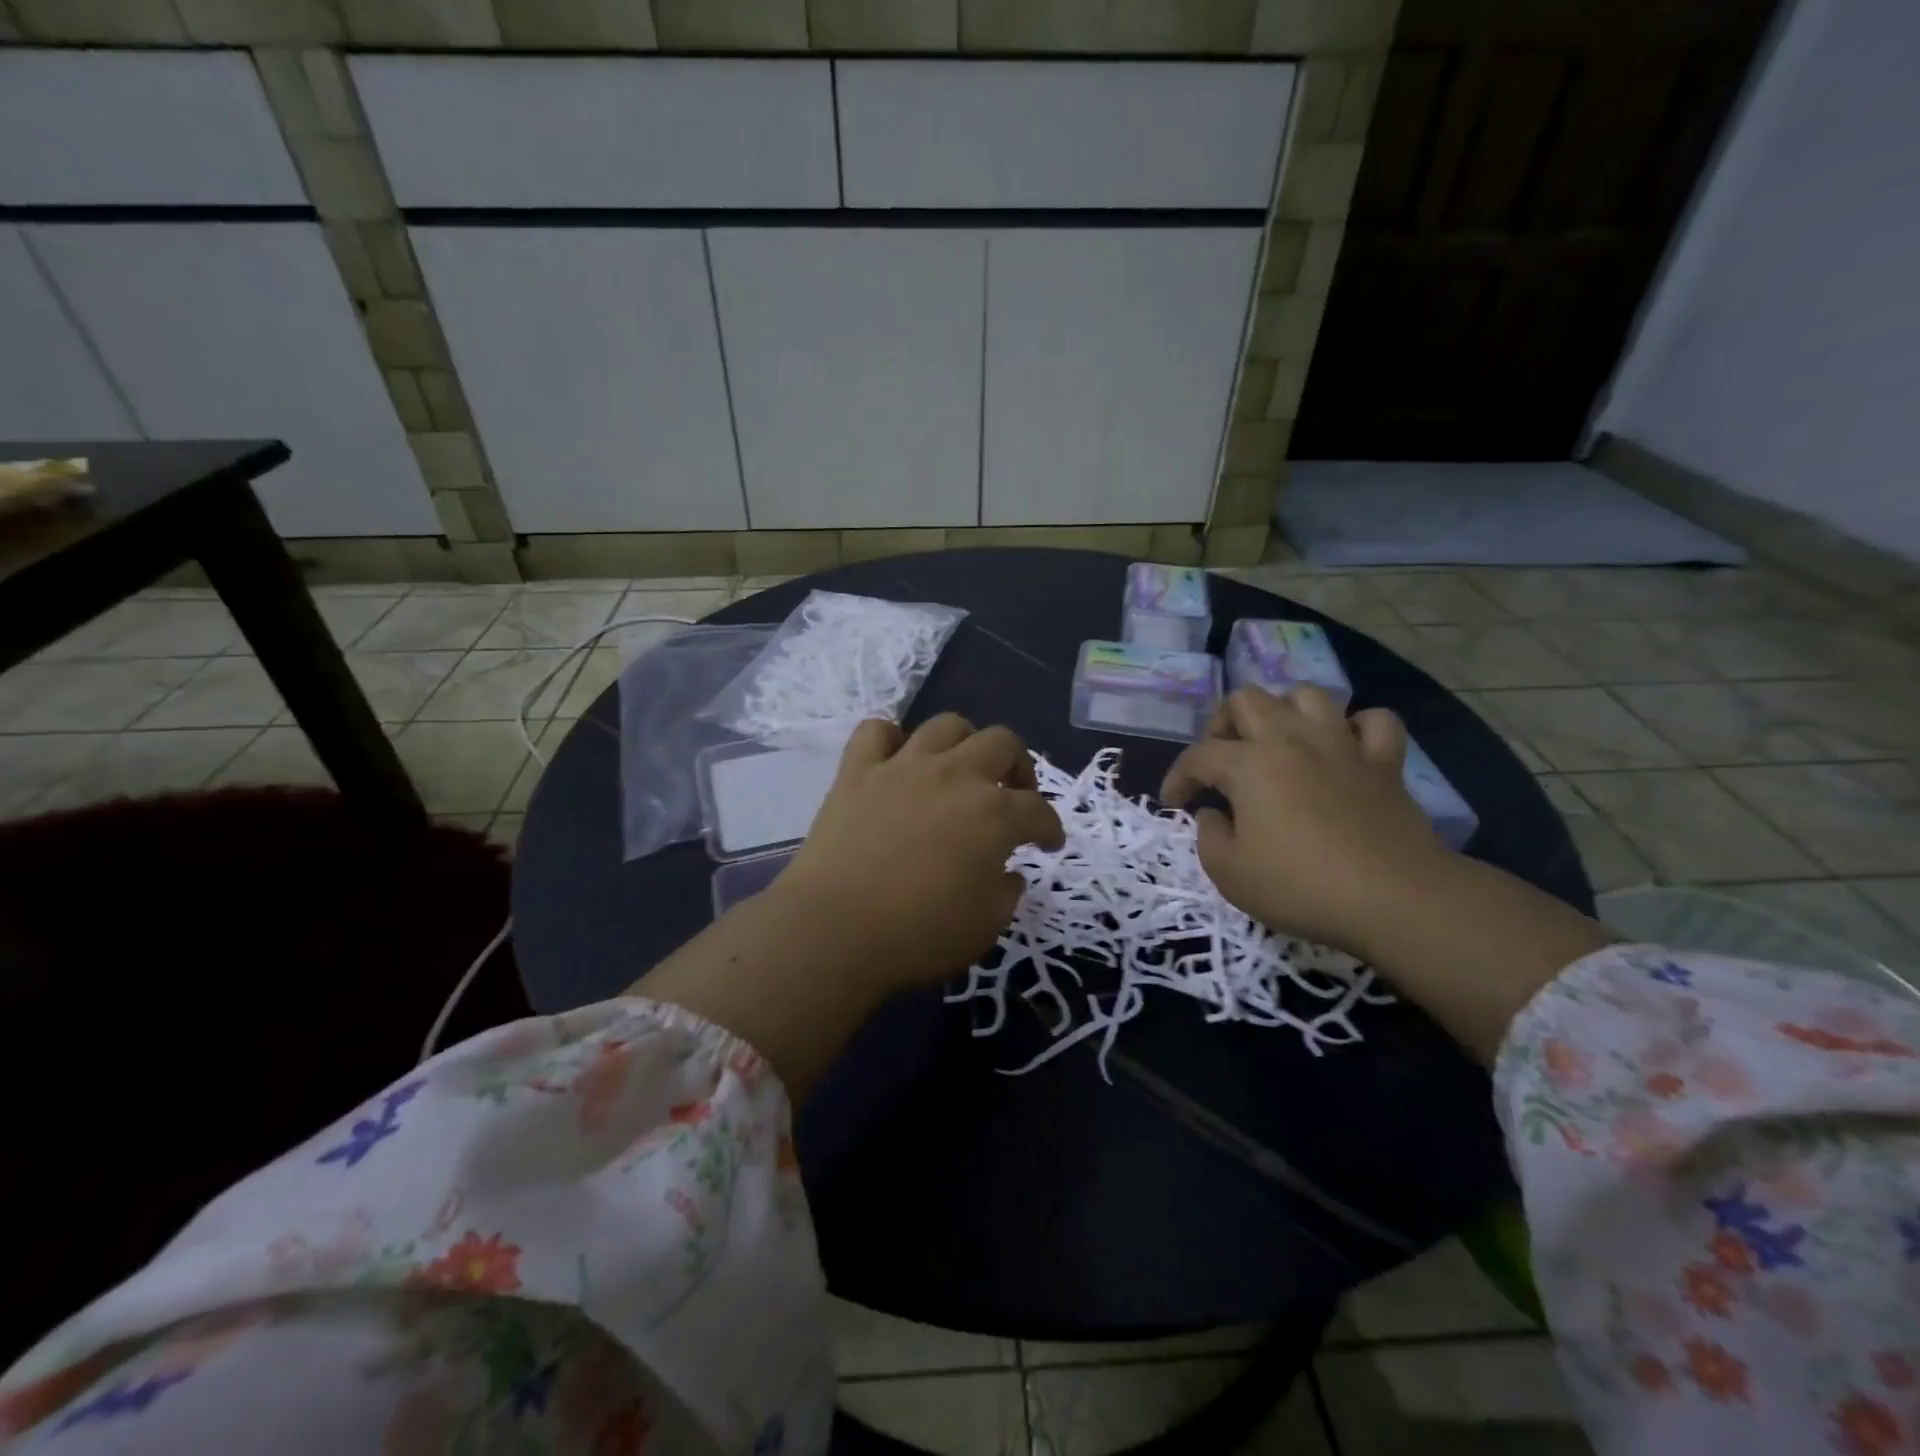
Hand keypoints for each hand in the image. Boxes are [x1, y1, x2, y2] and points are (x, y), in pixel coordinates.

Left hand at [771, 715, 1064, 988]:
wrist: (835, 930)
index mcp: (994, 815)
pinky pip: (876, 731)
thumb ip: (1006, 892)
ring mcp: (903, 767)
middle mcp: (954, 776)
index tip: (1049, 843)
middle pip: (1002, 743)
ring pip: (946, 725)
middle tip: (1012, 794)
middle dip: (1018, 766)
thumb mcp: (985, 926)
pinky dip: (890, 739)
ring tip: (960, 769)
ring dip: (964, 742)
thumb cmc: (918, 935)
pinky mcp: (857, 772)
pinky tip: (896, 761)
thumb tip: (1006, 872)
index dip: (1050, 827)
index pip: (1038, 810)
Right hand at [1159, 686, 1445, 955]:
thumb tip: (1214, 815)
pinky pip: (1373, 721)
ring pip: (1307, 695)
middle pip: (1247, 700)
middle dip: (1223, 724)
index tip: (1174, 804)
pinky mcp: (1384, 762)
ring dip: (1284, 712)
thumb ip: (1209, 836)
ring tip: (1277, 743)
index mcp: (1249, 763)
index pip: (1198, 756)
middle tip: (1222, 759)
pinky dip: (1355, 727)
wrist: (1394, 898)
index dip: (1178, 778)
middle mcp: (1292, 739)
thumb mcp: (1229, 873)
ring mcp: (1342, 745)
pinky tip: (1344, 748)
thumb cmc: (1300, 886)